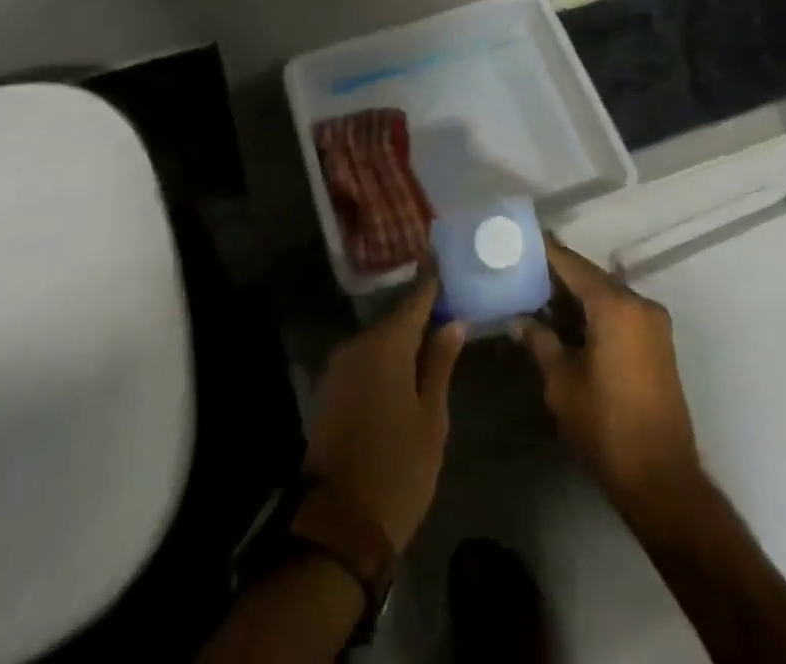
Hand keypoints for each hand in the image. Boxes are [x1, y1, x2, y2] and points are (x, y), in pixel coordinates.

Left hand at [304, 277, 466, 551]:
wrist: (338, 524)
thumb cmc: (397, 469)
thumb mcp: (432, 418)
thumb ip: (441, 363)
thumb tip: (453, 321)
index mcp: (386, 344)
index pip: (416, 297)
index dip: (434, 281)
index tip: (450, 262)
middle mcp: (358, 343)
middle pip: (397, 316)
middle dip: (423, 311)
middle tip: (452, 305)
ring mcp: (341, 365)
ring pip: (381, 337)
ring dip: (404, 335)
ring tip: (436, 335)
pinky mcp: (332, 386)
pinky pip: (366, 356)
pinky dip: (387, 354)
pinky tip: (408, 365)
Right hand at [515, 241, 701, 514]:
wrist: (662, 480)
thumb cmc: (605, 426)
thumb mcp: (561, 382)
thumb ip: (539, 341)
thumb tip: (519, 319)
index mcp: (615, 306)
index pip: (571, 264)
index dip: (544, 251)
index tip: (519, 240)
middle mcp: (638, 304)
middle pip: (591, 277)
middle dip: (557, 275)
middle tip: (521, 270)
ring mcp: (653, 324)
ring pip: (606, 295)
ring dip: (576, 296)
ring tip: (537, 296)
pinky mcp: (658, 344)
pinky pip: (620, 313)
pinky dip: (594, 312)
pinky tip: (567, 323)